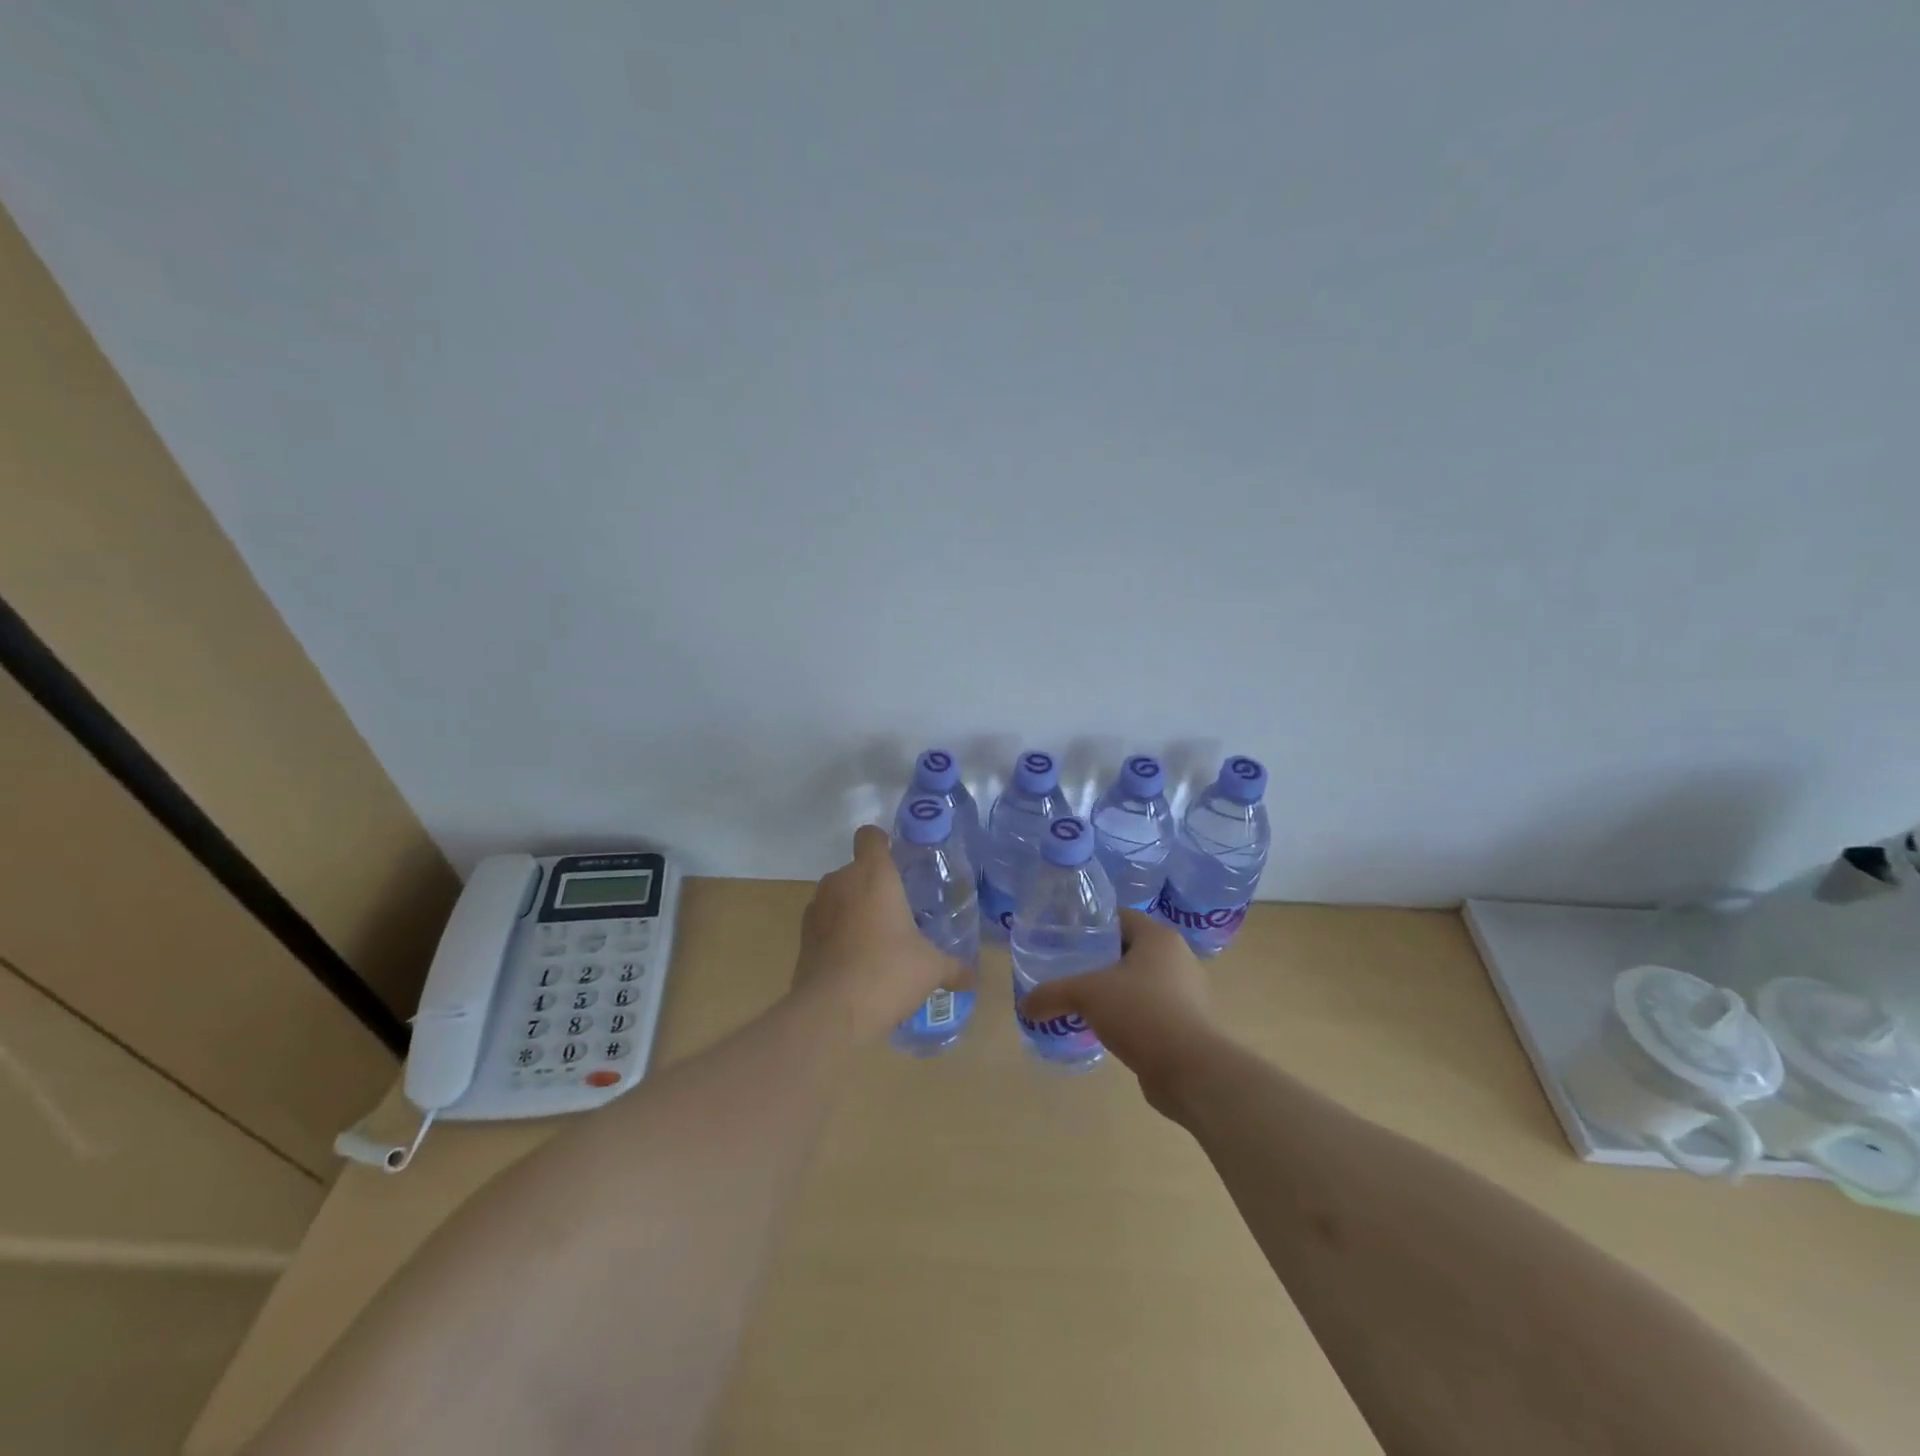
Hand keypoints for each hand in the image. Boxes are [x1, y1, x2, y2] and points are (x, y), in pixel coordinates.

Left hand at [794, 825, 967, 1042]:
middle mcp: (840, 882)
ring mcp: (816, 908)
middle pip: (856, 869)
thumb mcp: (931, 969)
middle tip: (898, 913)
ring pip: (838, 896)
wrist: (831, 1013)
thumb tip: (973, 977)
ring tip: (876, 940)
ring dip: (854, 910)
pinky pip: (825, 923)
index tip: (898, 861)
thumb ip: (954, 967)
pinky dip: (837, 934)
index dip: (882, 843)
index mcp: (874, 875)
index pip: (870, 836)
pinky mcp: (802, 936)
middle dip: (874, 886)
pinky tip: (855, 962)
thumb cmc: (887, 973)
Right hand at [1017, 909, 1221, 1111]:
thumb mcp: (1088, 995)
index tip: (1066, 938)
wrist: (1192, 1070)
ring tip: (1084, 1004)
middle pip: (1130, 950)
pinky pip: (1152, 1010)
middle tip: (1070, 971)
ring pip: (1142, 982)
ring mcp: (1188, 993)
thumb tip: (1025, 1005)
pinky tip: (1108, 1031)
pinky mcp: (1190, 1025)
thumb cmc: (1142, 1012)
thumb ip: (1053, 994)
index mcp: (1159, 937)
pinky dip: (1131, 1016)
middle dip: (1101, 961)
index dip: (1092, 925)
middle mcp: (1178, 958)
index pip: (1120, 917)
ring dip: (1116, 991)